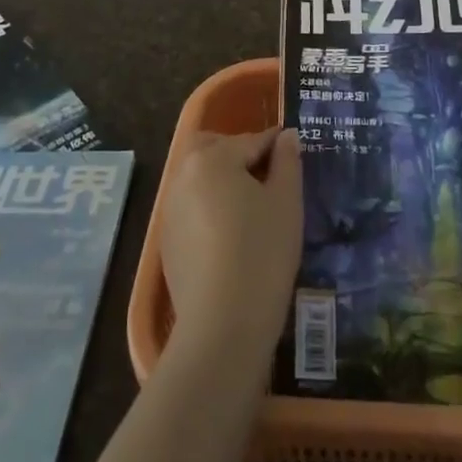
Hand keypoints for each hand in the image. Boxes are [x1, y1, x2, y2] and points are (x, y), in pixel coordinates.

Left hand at [160, 128, 302, 359]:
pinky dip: (210, 206)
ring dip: (222, 179)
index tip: (294, 151)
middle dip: (238, 152)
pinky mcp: (167, 239)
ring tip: (252, 205)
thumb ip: (287, 162)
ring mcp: (170, 208)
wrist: (221, 326)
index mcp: (212, 158)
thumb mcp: (286, 203)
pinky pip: (191, 206)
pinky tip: (231, 233)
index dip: (277, 145)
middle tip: (268, 175)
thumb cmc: (262, 254)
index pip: (251, 140)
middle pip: (212, 147)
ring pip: (198, 176)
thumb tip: (287, 136)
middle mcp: (184, 174)